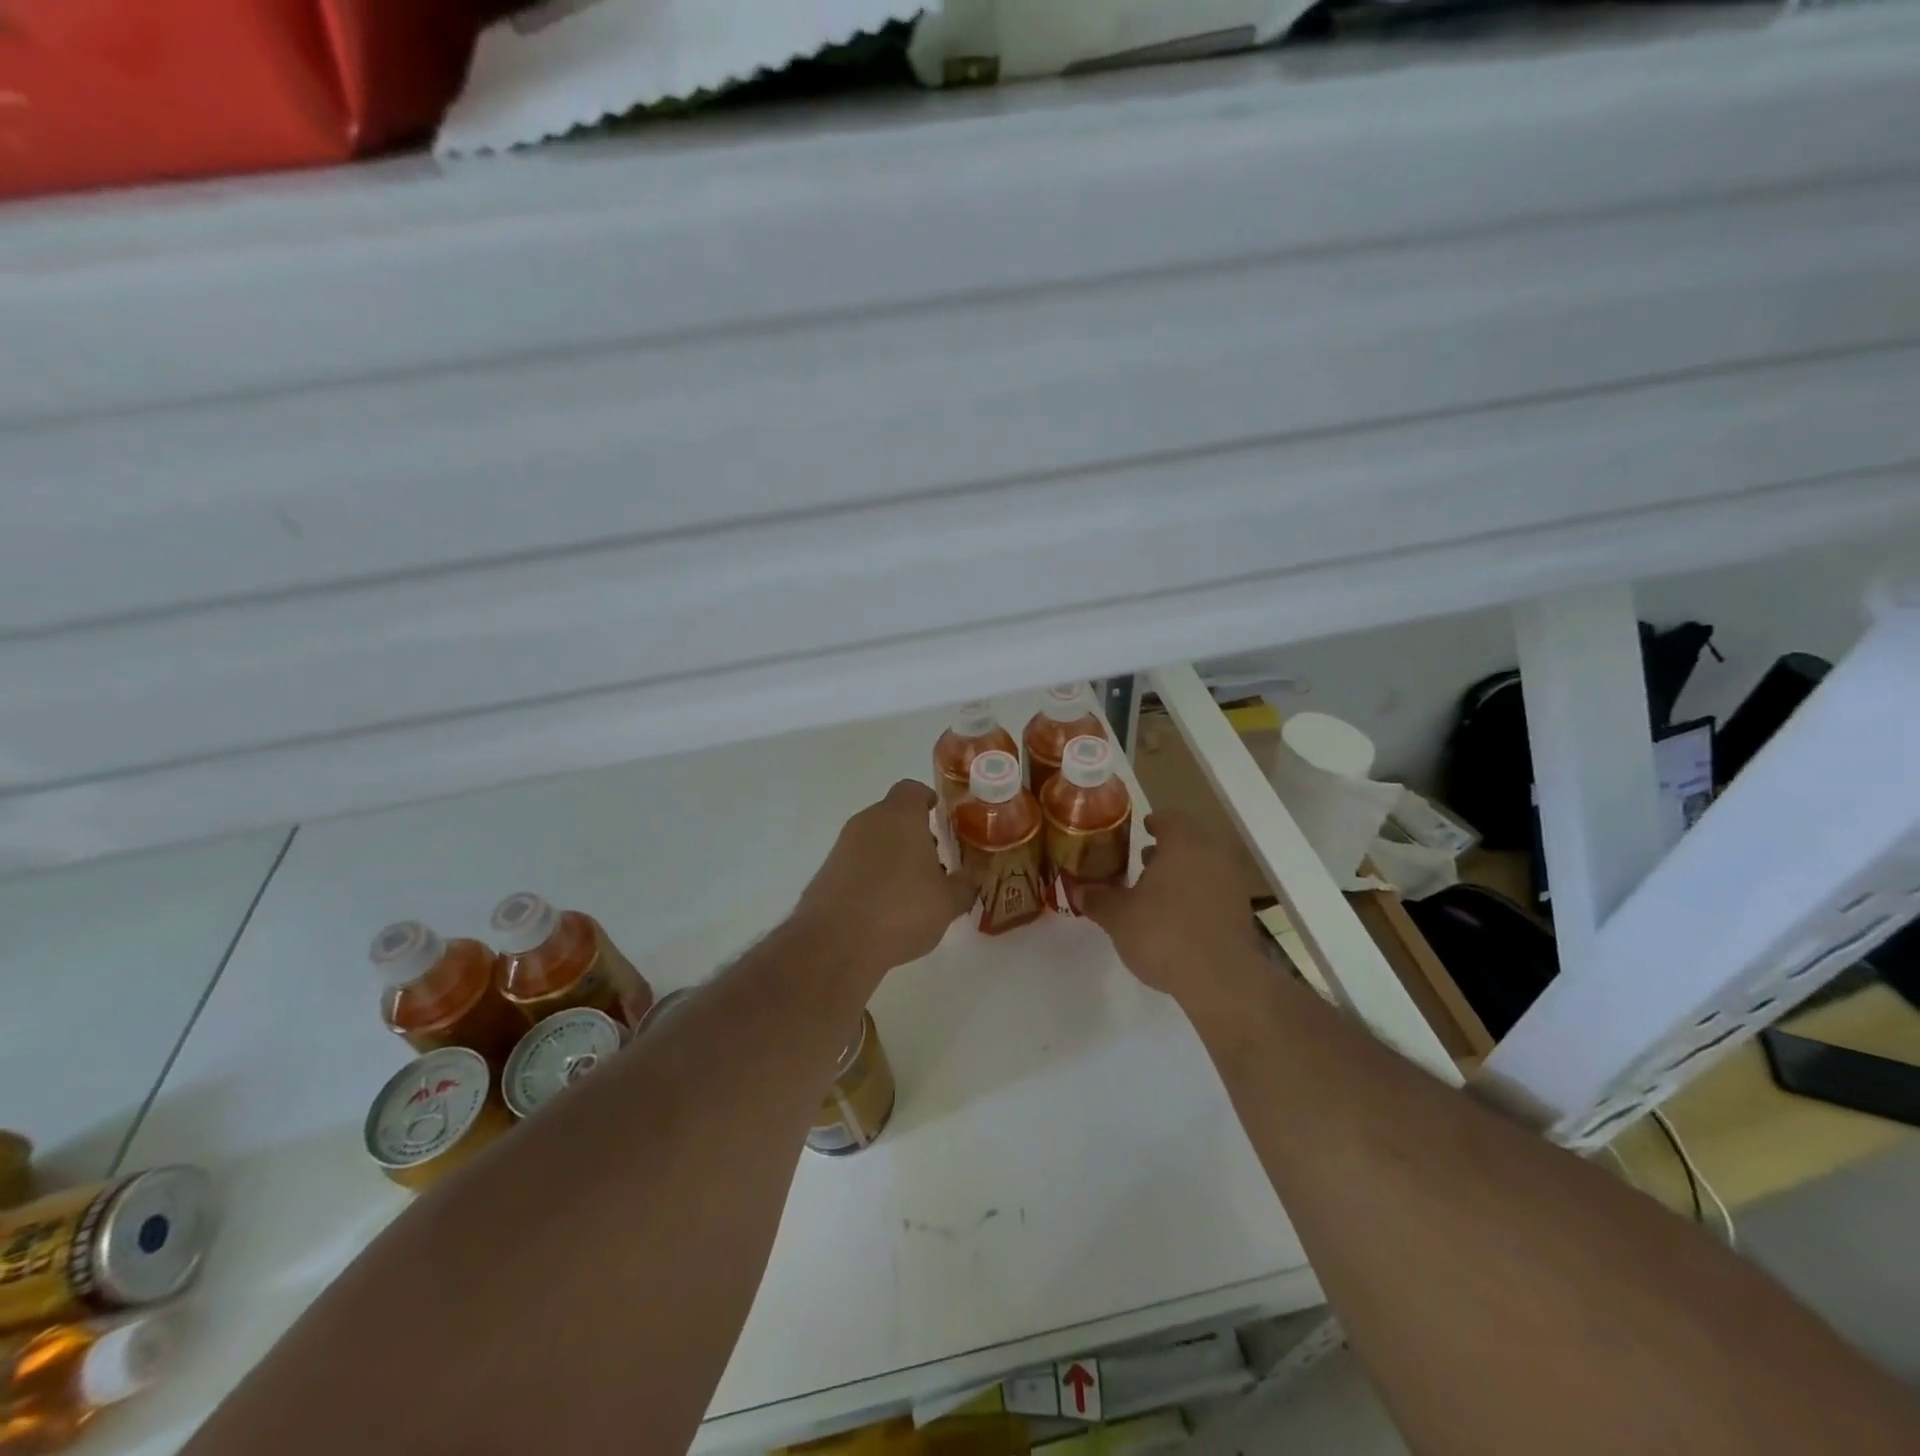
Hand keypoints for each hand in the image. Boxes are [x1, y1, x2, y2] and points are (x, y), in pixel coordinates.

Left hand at [796, 781, 975, 981]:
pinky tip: (883, 910)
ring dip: (892, 858)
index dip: (928, 800)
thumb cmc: (901, 909)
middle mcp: (867, 822)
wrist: (835, 943)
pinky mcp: (826, 873)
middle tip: (934, 864)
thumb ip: (963, 887)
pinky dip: (871, 878)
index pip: (913, 790)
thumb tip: (967, 881)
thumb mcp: (947, 903)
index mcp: (900, 816)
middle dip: (913, 835)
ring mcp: (842, 847)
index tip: (940, 817)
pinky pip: (856, 865)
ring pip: (874, 841)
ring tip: (911, 893)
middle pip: (893, 816)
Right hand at [1079, 809, 1263, 997]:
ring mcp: (1232, 883)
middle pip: (1190, 841)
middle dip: (1167, 849)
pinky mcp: (1242, 912)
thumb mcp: (1118, 918)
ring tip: (1157, 891)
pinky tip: (1178, 916)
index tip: (1142, 830)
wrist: (1222, 979)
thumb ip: (1098, 899)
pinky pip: (1215, 890)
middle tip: (1143, 861)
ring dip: (1183, 872)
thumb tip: (1079, 890)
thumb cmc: (1164, 934)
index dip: (1154, 822)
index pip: (1170, 818)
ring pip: (1204, 865)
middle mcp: (1212, 855)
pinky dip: (1197, 894)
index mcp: (1183, 844)